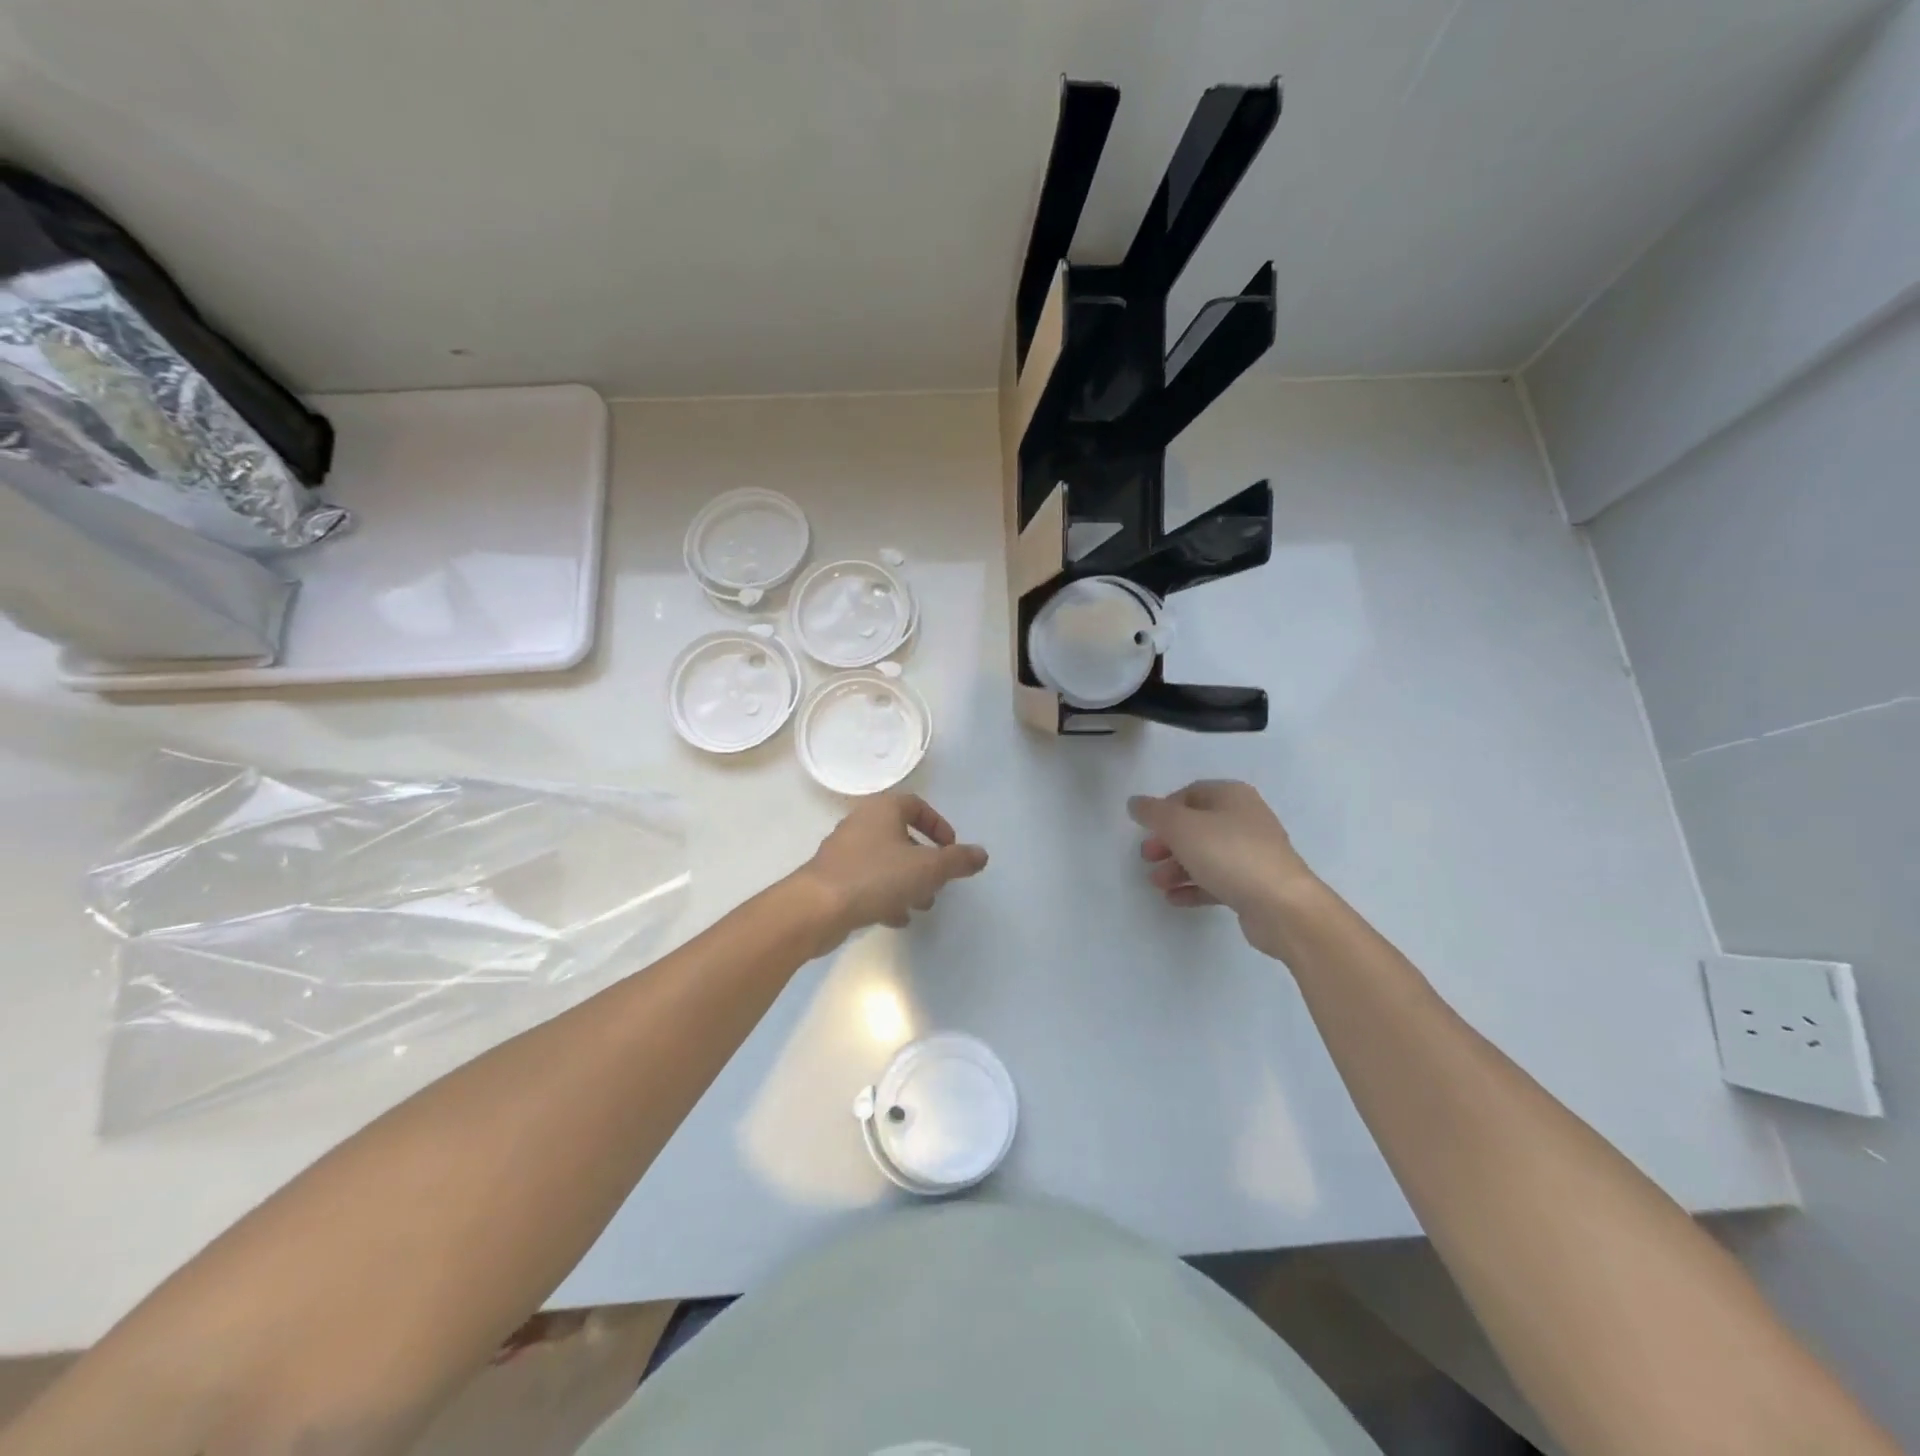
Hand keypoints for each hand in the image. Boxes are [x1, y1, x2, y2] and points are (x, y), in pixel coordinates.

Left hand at [797, 794, 988, 949]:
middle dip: (924, 860)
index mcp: (882, 810)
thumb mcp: (927, 869)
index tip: (951, 849)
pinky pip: (867, 881)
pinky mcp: (833, 878)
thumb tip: (981, 854)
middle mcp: (861, 823)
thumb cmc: (875, 877)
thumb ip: (957, 861)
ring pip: (885, 861)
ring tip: (921, 905)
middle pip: (901, 835)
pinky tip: (896, 918)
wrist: (816, 909)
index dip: (938, 825)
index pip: (916, 805)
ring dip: (907, 881)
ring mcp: (844, 851)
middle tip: (938, 881)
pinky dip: (886, 895)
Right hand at [1128, 781, 1318, 952]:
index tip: (1146, 829)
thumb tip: (1135, 803)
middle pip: (1196, 826)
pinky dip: (1195, 887)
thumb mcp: (1181, 827)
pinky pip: (1218, 880)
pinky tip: (1175, 899)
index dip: (1164, 809)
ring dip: (1177, 867)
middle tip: (1147, 858)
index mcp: (1232, 796)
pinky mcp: (1255, 884)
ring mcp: (1253, 853)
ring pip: (1206, 855)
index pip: (1190, 793)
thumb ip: (1154, 813)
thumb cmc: (1229, 854)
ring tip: (1157, 884)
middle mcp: (1245, 819)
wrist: (1282, 906)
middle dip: (1167, 842)